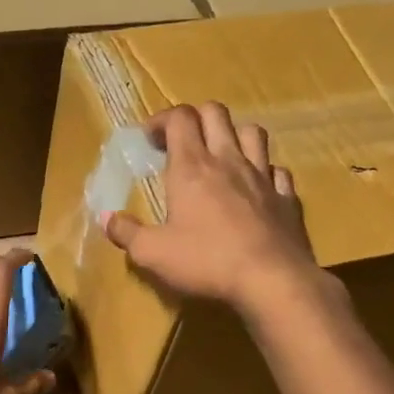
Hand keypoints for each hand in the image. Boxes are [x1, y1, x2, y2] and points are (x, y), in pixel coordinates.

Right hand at [102, 102, 317, 312]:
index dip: (161, 120)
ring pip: (252, 133)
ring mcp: (263, 176)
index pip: (179, 118)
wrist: (271, 280)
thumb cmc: (206, 261)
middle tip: (181, 141)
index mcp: (192, 167)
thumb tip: (107, 218)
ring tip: (221, 155)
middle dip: (195, 118)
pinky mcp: (287, 198)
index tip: (148, 139)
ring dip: (234, 135)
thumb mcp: (152, 253)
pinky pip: (278, 171)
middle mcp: (228, 161)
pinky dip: (265, 172)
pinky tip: (256, 187)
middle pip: (215, 113)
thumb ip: (127, 233)